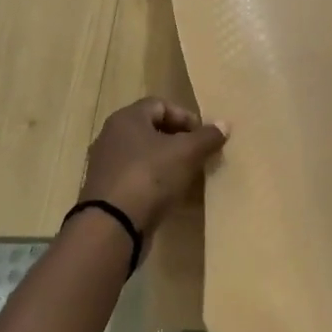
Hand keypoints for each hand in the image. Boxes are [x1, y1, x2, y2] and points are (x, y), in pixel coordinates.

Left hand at [80, 98, 228, 234]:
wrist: (112, 226)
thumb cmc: (150, 177)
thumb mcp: (187, 153)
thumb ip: (207, 137)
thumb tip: (225, 124)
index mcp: (127, 119)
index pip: (160, 104)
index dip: (185, 117)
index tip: (203, 136)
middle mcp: (112, 137)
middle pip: (152, 130)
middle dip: (179, 141)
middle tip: (199, 155)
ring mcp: (106, 166)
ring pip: (144, 156)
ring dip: (168, 164)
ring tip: (189, 177)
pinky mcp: (107, 192)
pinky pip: (137, 179)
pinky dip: (155, 184)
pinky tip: (172, 197)